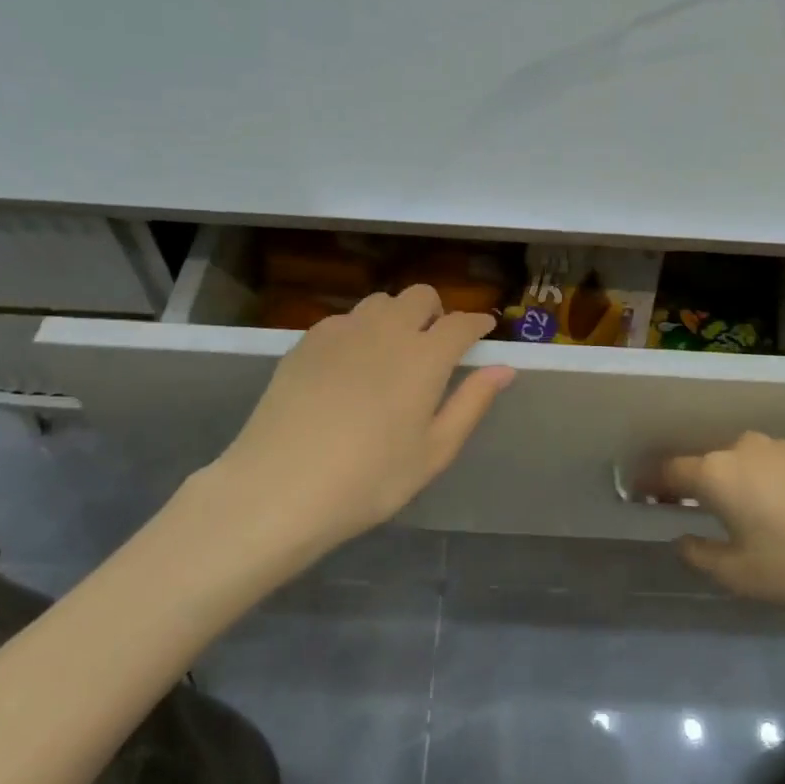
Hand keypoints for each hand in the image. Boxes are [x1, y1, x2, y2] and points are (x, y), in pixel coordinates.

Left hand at [201, 286, 515, 558]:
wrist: (280, 487)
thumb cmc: (369, 480)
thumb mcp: (433, 452)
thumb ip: (472, 403)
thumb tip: (504, 368)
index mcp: (424, 356)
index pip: (461, 324)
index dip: (477, 324)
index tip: (483, 331)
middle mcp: (386, 330)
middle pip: (420, 296)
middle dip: (436, 312)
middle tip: (434, 346)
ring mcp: (342, 331)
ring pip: (380, 302)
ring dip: (397, 317)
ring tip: (391, 353)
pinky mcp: (307, 341)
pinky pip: (344, 320)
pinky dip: (359, 331)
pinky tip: (349, 366)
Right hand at [655, 432, 784, 618]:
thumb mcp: (742, 574)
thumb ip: (702, 555)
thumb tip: (683, 539)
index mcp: (718, 472)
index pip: (670, 470)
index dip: (650, 483)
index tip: (637, 492)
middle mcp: (744, 448)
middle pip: (706, 462)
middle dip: (692, 483)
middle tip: (685, 508)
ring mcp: (782, 447)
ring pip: (741, 462)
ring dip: (730, 482)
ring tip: (734, 512)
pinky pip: (771, 465)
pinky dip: (761, 482)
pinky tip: (777, 509)